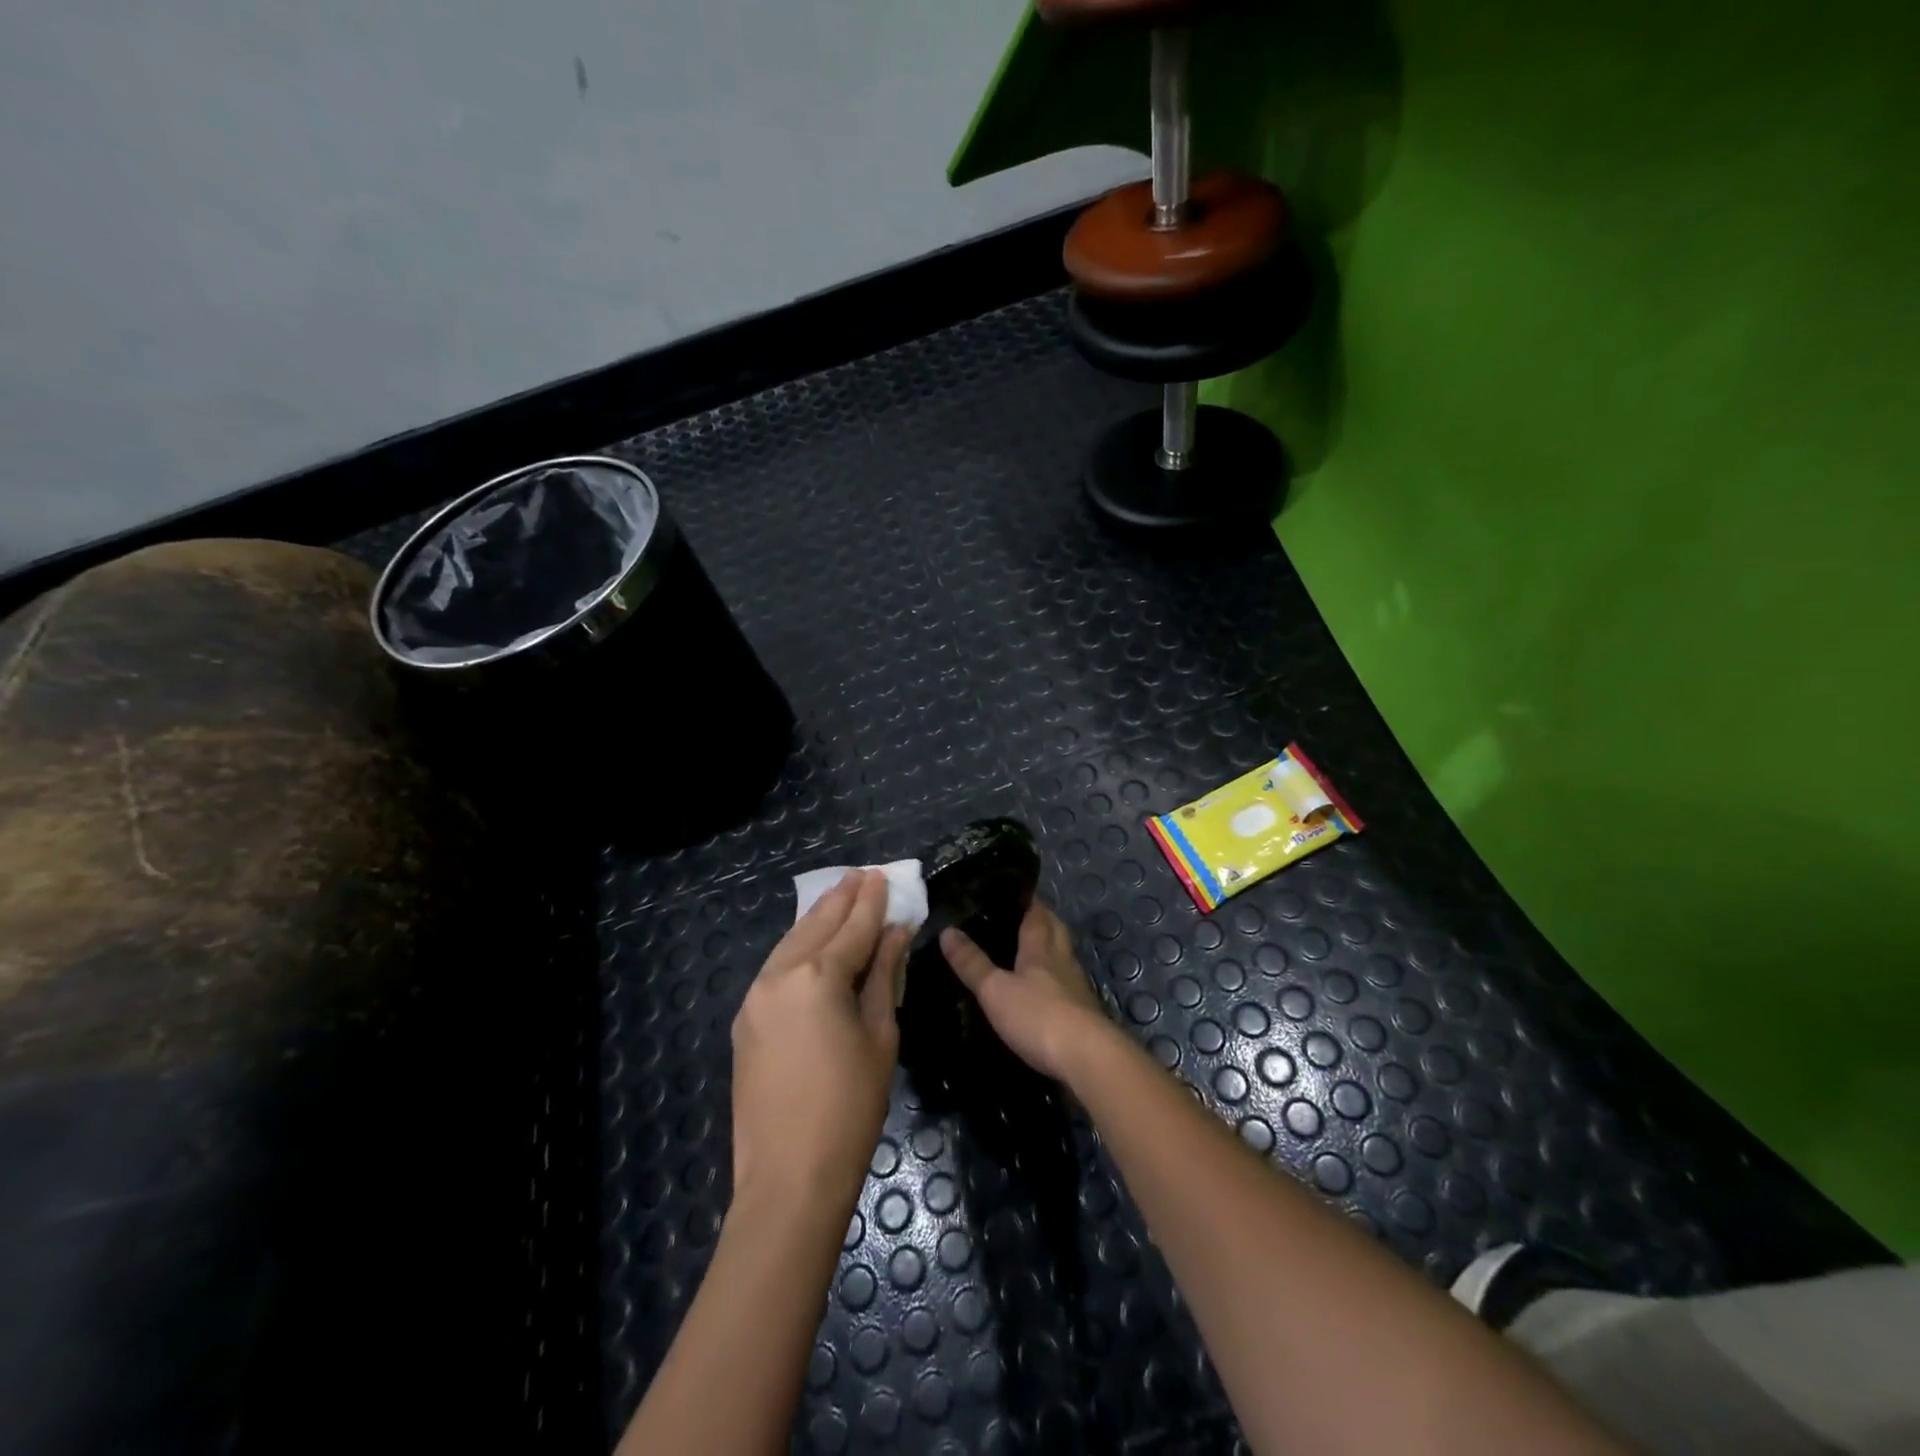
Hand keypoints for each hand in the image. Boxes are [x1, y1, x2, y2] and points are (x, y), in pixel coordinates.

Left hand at [731, 870, 907, 1214]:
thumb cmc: (850, 1108)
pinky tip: (812, 942)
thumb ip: (884, 976)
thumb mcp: (880, 1036)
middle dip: (842, 898)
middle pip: (817, 924)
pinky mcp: (745, 1019)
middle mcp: (780, 975)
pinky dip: (798, 947)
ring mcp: (755, 997)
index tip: (885, 877)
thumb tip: (896, 934)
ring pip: (791, 941)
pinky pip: (776, 968)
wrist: (788, 1177)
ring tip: (840, 896)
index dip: (873, 902)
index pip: (853, 927)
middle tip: (863, 876)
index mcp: (818, 977)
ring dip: (817, 918)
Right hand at [940, 900, 1112, 1080]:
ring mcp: (1076, 986)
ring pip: (1063, 956)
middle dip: (1042, 919)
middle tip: (1022, 916)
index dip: (1027, 900)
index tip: (1014, 891)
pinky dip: (1055, 980)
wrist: (1086, 1057)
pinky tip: (1043, 990)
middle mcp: (1062, 960)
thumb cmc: (1038, 1015)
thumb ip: (972, 963)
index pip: (1037, 913)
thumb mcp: (995, 990)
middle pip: (1055, 930)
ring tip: (1029, 950)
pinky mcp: (1083, 1012)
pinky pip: (1067, 984)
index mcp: (1041, 947)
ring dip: (1050, 949)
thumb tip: (947, 931)